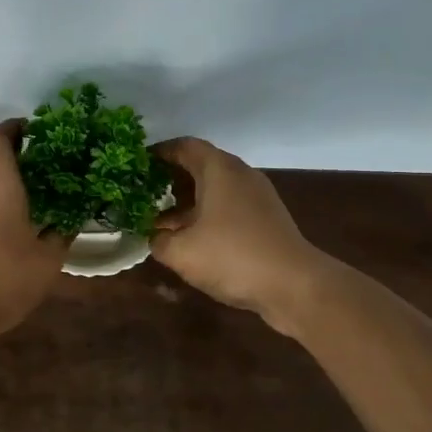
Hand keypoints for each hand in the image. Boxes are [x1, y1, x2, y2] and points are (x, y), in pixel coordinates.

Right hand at [149, 137, 331, 329]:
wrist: (294, 285)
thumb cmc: (232, 257)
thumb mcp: (181, 252)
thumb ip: (158, 240)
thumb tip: (155, 236)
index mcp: (219, 170)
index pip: (184, 146)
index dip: (158, 153)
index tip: (137, 166)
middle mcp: (240, 174)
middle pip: (200, 165)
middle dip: (170, 178)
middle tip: (145, 194)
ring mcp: (257, 196)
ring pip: (215, 187)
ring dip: (188, 200)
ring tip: (162, 219)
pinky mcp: (266, 218)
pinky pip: (229, 205)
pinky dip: (207, 213)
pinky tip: (192, 237)